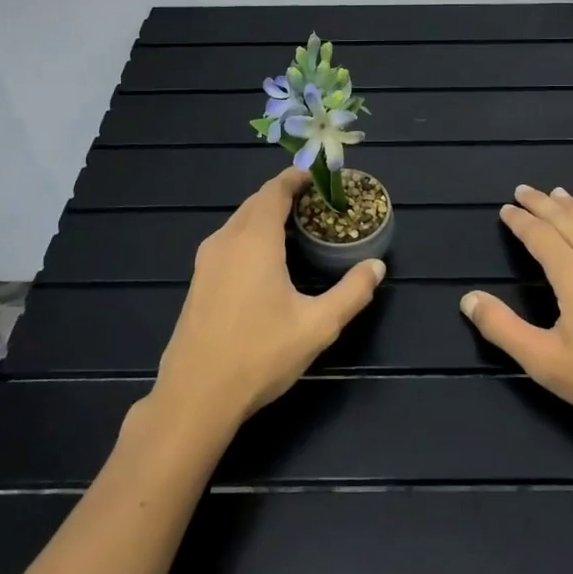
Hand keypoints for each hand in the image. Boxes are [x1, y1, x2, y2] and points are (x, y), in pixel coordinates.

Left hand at [149, 167, 383, 436]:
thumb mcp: (317, 326)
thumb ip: (351, 293)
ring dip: (265, 215)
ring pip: (239, 221)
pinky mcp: (198, 281)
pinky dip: (250, 234)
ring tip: (295, 227)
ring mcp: (206, 261)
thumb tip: (377, 266)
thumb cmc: (259, 355)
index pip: (274, 191)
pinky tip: (266, 260)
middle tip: (314, 203)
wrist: (195, 397)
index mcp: (255, 241)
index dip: (295, 178)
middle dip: (283, 195)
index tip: (317, 177)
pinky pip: (228, 240)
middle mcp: (227, 240)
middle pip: (256, 202)